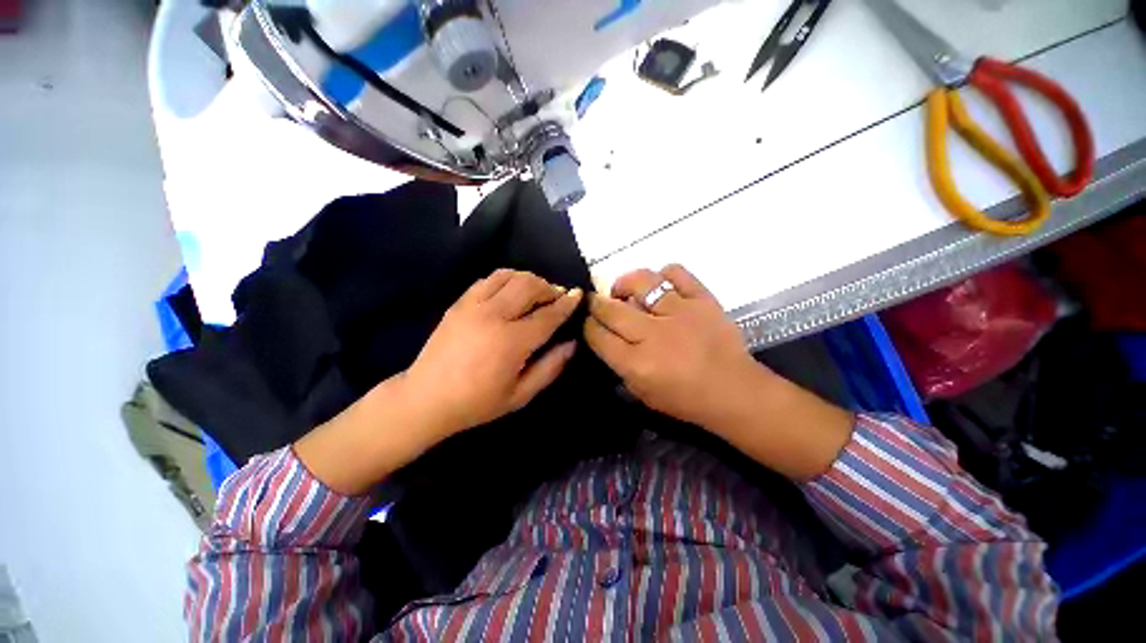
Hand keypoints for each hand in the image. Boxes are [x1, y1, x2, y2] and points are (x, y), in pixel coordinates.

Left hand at [405, 269, 582, 438]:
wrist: (426, 398)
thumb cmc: (477, 402)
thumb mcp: (521, 395)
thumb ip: (550, 367)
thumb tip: (571, 343)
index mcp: (511, 341)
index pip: (548, 315)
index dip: (567, 303)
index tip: (578, 294)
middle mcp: (493, 316)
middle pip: (529, 286)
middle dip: (549, 287)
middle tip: (557, 297)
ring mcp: (473, 306)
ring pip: (509, 276)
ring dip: (529, 279)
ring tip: (536, 292)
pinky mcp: (459, 303)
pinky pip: (488, 279)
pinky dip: (506, 279)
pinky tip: (511, 291)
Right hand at [583, 264, 766, 429]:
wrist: (734, 391)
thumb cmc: (685, 399)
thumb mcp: (641, 393)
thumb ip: (618, 365)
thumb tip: (604, 337)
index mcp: (637, 363)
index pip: (597, 335)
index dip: (587, 325)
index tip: (587, 321)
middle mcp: (654, 334)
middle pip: (610, 308)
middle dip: (596, 303)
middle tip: (597, 303)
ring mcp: (680, 313)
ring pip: (640, 283)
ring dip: (624, 284)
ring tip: (624, 291)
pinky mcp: (702, 299)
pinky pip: (676, 272)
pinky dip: (662, 275)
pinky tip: (659, 286)